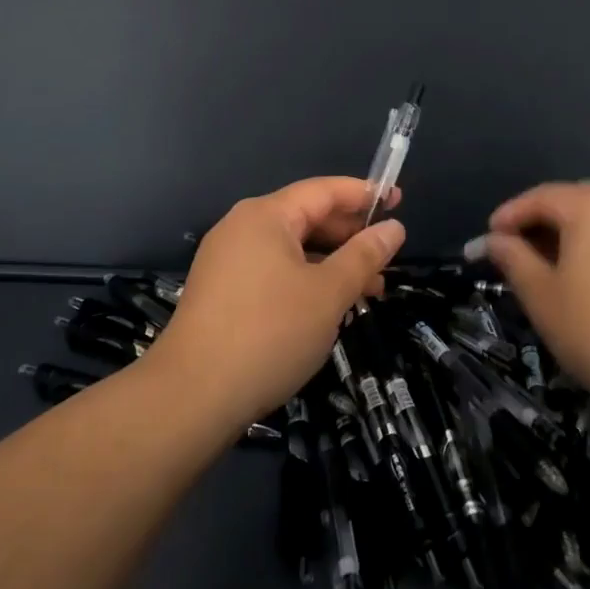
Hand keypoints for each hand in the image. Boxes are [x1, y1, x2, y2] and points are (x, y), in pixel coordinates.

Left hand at [148, 177, 405, 429]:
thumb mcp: (328, 293)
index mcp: (266, 216)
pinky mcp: (222, 292)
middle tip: (387, 259)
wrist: (192, 397)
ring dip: (331, 264)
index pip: (323, 191)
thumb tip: (393, 228)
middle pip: (306, 218)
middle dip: (350, 236)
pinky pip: (274, 272)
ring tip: (368, 291)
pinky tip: (328, 308)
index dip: (364, 194)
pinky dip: (306, 281)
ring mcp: (227, 261)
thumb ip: (364, 256)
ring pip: (292, 250)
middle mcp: (242, 228)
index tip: (398, 200)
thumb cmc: (270, 333)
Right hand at [484, 182, 589, 409]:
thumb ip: (514, 259)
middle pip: (573, 201)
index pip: (540, 197)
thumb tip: (495, 240)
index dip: (509, 215)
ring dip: (572, 234)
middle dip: (541, 221)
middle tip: (517, 251)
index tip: (488, 239)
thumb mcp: (542, 296)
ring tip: (551, 266)